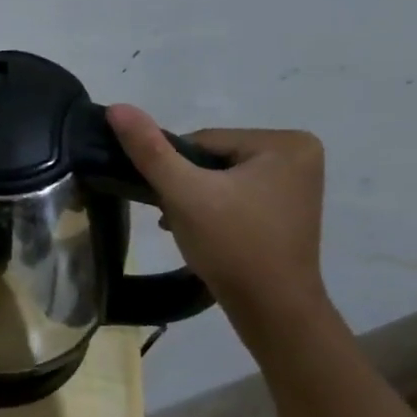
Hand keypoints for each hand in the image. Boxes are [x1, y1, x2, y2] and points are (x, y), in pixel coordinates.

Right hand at [107, 104, 327, 318]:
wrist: (271, 309)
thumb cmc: (232, 245)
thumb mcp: (184, 193)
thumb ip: (149, 149)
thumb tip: (117, 107)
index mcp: (285, 142)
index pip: (203, 142)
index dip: (175, 170)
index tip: (170, 201)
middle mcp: (300, 155)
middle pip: (212, 159)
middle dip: (186, 186)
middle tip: (175, 218)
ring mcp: (296, 184)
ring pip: (220, 179)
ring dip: (194, 200)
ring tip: (188, 228)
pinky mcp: (287, 209)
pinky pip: (236, 196)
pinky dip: (213, 211)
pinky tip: (202, 233)